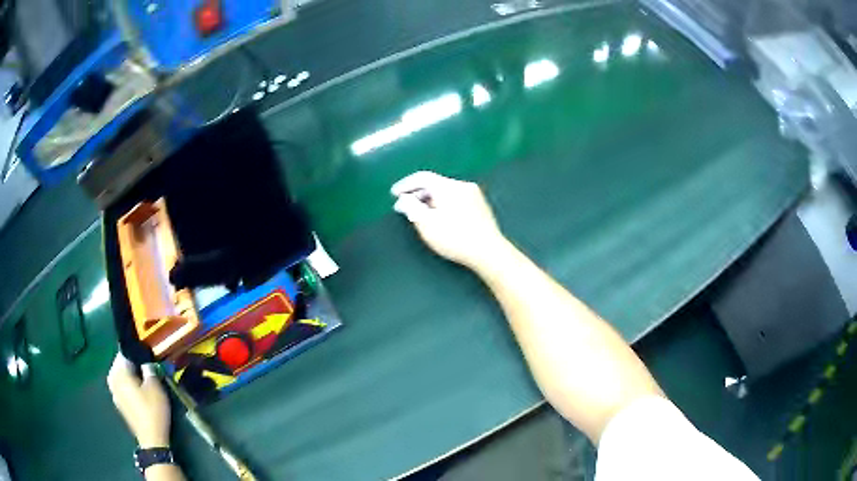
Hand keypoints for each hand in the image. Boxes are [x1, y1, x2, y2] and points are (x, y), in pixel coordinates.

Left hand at [107, 353, 171, 447]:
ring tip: (144, 380)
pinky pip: (122, 387)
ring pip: (121, 376)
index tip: (146, 356)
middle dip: (132, 364)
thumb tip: (145, 362)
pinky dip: (129, 386)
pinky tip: (140, 393)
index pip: (124, 352)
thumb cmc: (152, 410)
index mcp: (119, 372)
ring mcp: (114, 393)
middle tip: (146, 368)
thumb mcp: (156, 387)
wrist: (151, 438)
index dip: (136, 352)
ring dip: (130, 375)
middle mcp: (112, 379)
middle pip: (120, 364)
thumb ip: (149, 369)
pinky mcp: (119, 403)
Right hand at [392, 171, 508, 268]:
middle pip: (434, 184)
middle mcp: (462, 185)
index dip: (405, 184)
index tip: (393, 194)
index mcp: (448, 187)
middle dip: (417, 194)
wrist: (488, 251)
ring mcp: (474, 195)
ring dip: (430, 200)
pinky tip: (439, 217)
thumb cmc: (455, 238)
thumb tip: (404, 199)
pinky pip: (455, 199)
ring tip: (419, 214)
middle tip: (403, 207)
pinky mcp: (480, 206)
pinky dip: (443, 204)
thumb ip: (411, 208)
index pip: (422, 177)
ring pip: (445, 192)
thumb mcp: (426, 224)